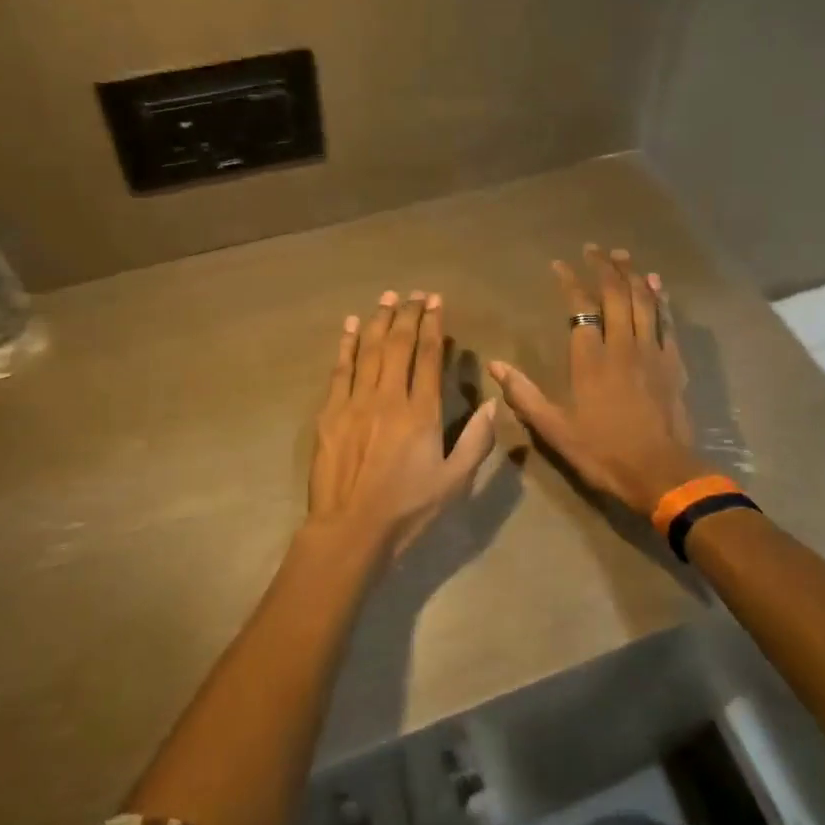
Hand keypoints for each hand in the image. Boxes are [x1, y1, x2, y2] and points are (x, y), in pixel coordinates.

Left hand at [305, 290, 497, 566]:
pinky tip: (352, 326)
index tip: (436, 303)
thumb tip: (494, 404)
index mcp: (421, 413)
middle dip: (408, 315)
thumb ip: (476, 441)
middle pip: (398, 345)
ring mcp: (355, 403)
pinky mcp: (330, 413)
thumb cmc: (407, 509)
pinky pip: (340, 370)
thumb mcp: (454, 482)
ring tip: (387, 298)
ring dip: (380, 321)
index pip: (428, 357)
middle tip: (414, 294)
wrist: (350, 529)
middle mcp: (388, 398)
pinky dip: (347, 345)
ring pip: (369, 351)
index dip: (433, 326)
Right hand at [488, 246, 703, 514]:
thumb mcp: (555, 430)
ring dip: (632, 275)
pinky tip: (656, 285)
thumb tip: (495, 365)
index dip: (570, 281)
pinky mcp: (674, 364)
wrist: (661, 473)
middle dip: (604, 267)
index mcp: (590, 360)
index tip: (559, 264)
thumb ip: (524, 395)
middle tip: (594, 249)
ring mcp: (652, 352)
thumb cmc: (603, 452)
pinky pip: (666, 322)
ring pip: (643, 302)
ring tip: (622, 255)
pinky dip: (660, 299)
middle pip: (615, 295)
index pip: (580, 308)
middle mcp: (622, 346)